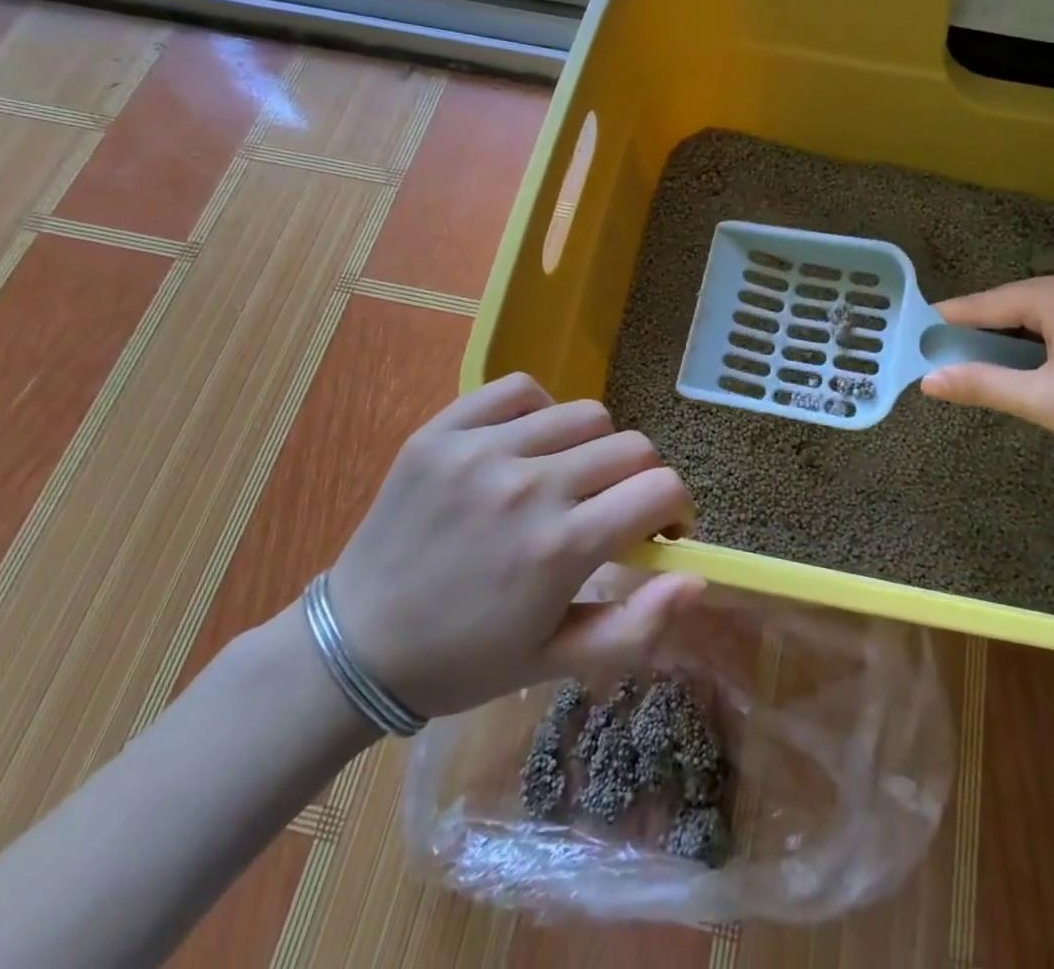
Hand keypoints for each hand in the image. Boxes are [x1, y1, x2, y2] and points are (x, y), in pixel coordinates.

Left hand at [324, 374, 700, 718]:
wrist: (356, 646)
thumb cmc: (464, 661)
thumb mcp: (555, 663)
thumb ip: (636, 627)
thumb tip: (697, 578)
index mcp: (560, 548)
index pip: (660, 489)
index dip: (676, 508)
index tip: (658, 530)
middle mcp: (528, 487)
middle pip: (631, 447)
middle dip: (639, 479)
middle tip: (611, 509)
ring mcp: (482, 450)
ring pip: (584, 414)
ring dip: (593, 447)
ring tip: (566, 477)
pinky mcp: (443, 430)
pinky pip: (520, 390)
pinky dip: (538, 411)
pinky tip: (525, 445)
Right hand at [919, 268, 1053, 488]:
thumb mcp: (1045, 402)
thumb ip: (982, 384)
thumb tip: (927, 380)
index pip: (988, 302)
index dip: (950, 321)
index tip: (915, 333)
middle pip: (1016, 304)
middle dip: (983, 332)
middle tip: (948, 360)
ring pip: (1044, 312)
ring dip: (1015, 338)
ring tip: (985, 366)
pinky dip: (1046, 339)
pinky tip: (1036, 364)